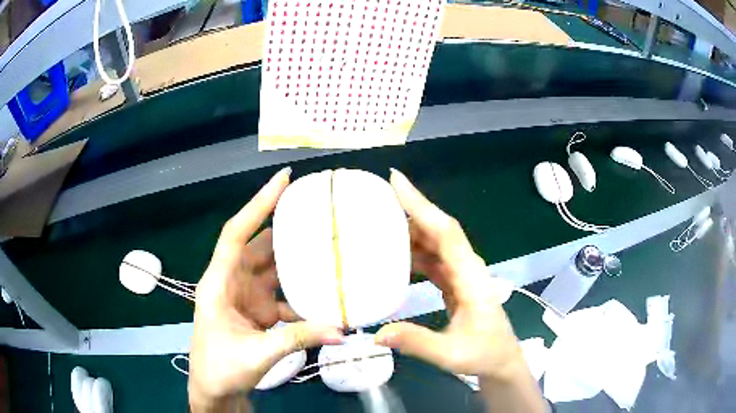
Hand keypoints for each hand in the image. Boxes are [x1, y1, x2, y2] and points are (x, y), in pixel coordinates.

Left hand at [189, 168, 343, 411]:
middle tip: (317, 215)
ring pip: (271, 269)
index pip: (236, 233)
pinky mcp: (257, 311)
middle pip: (258, 246)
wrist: (214, 390)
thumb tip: (341, 330)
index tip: (283, 180)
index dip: (258, 204)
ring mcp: (245, 296)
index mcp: (219, 283)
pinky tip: (321, 296)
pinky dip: (298, 295)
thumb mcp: (258, 353)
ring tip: (325, 248)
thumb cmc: (221, 368)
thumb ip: (298, 338)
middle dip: (284, 229)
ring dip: (294, 262)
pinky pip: (280, 294)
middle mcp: (231, 282)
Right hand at [374, 169, 527, 380]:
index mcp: (471, 277)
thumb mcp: (452, 354)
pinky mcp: (455, 283)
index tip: (396, 180)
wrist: (501, 361)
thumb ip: (416, 342)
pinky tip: (393, 254)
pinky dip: (413, 252)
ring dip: (409, 231)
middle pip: (439, 230)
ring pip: (434, 243)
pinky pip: (432, 259)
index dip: (421, 205)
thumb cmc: (485, 355)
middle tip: (375, 198)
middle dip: (410, 210)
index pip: (446, 232)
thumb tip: (376, 333)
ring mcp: (461, 274)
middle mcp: (467, 268)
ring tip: (378, 222)